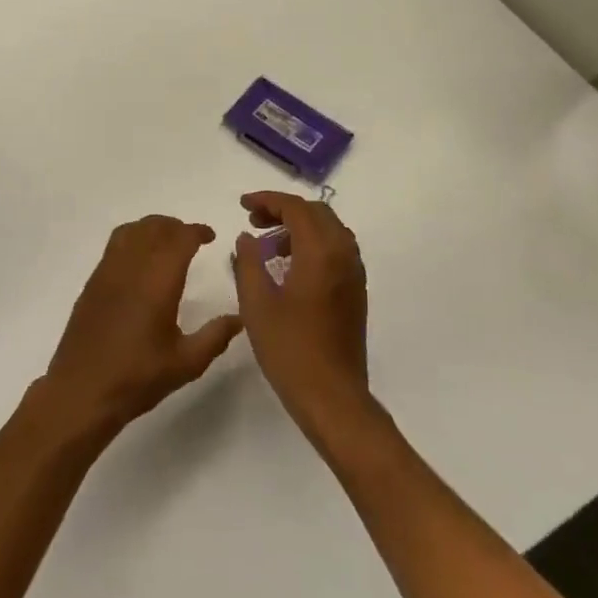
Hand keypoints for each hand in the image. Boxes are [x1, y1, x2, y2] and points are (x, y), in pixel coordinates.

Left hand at [42, 216, 242, 436]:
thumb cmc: (137, 378)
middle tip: (192, 238)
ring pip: (130, 231)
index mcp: (158, 282)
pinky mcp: (92, 284)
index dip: (197, 232)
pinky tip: (139, 262)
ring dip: (151, 228)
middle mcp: (131, 268)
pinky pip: (114, 245)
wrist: (81, 392)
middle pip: (154, 228)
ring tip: (166, 242)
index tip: (210, 236)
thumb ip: (215, 336)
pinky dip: (132, 239)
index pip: (179, 239)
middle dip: (175, 226)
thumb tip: (239, 317)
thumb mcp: (186, 363)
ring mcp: (107, 273)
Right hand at [231, 191, 372, 447]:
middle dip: (284, 210)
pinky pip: (336, 250)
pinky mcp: (355, 291)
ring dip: (299, 227)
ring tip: (268, 245)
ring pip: (329, 230)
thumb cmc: (290, 350)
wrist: (333, 397)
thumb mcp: (257, 304)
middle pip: (316, 213)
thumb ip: (249, 263)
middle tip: (253, 222)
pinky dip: (312, 244)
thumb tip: (247, 238)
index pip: (296, 208)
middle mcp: (343, 255)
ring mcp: (354, 274)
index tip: (242, 205)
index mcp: (321, 253)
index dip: (267, 200)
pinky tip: (289, 266)